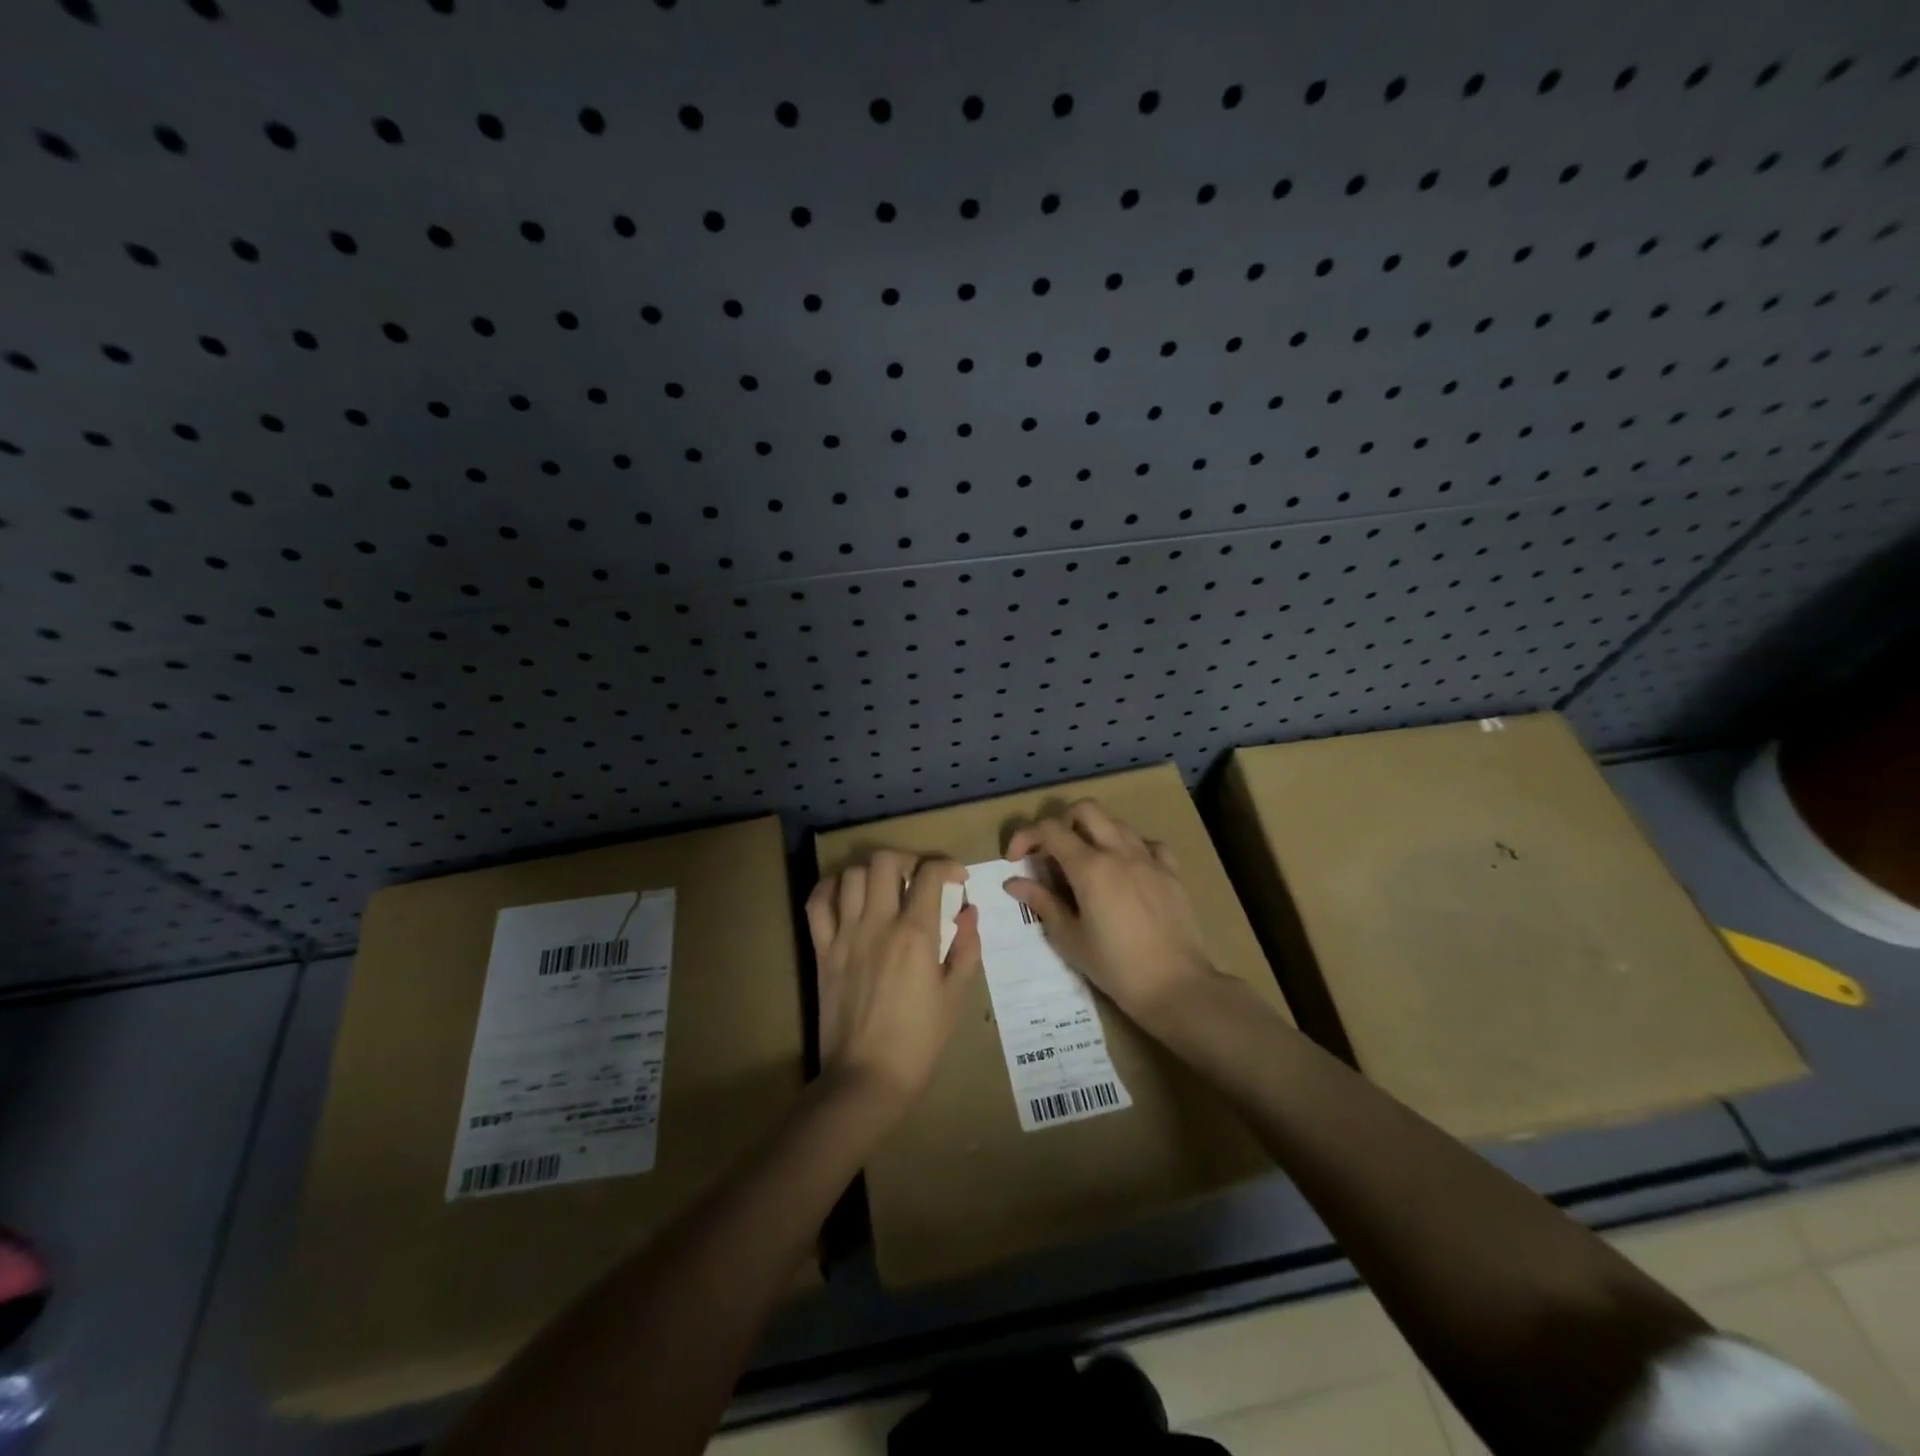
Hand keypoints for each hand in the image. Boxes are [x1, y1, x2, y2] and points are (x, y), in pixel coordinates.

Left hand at [805, 852, 981, 1113]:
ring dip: (872, 873)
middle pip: (885, 861)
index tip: (957, 878)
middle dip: (907, 859)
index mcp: (916, 933)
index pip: (930, 874)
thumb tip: (969, 911)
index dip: (947, 865)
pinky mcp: (822, 950)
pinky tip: (845, 894)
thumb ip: (966, 948)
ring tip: (885, 888)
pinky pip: (817, 903)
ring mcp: (845, 934)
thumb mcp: (955, 996)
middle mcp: (878, 923)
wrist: (866, 1078)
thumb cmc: (919, 1041)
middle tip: (918, 878)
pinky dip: (830, 888)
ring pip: (851, 875)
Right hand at [1004, 800, 1217, 1029]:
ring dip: (1094, 832)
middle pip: (1086, 809)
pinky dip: (1131, 848)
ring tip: (1086, 863)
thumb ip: (1042, 903)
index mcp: (1090, 867)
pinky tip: (1126, 870)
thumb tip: (1013, 882)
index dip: (1026, 836)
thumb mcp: (1070, 939)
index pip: (1050, 829)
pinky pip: (1149, 844)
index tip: (1016, 859)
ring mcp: (1149, 859)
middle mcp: (1119, 852)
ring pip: (1117, 823)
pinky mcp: (1172, 872)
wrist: (1176, 986)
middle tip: (1052, 852)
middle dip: (1061, 822)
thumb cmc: (1115, 967)